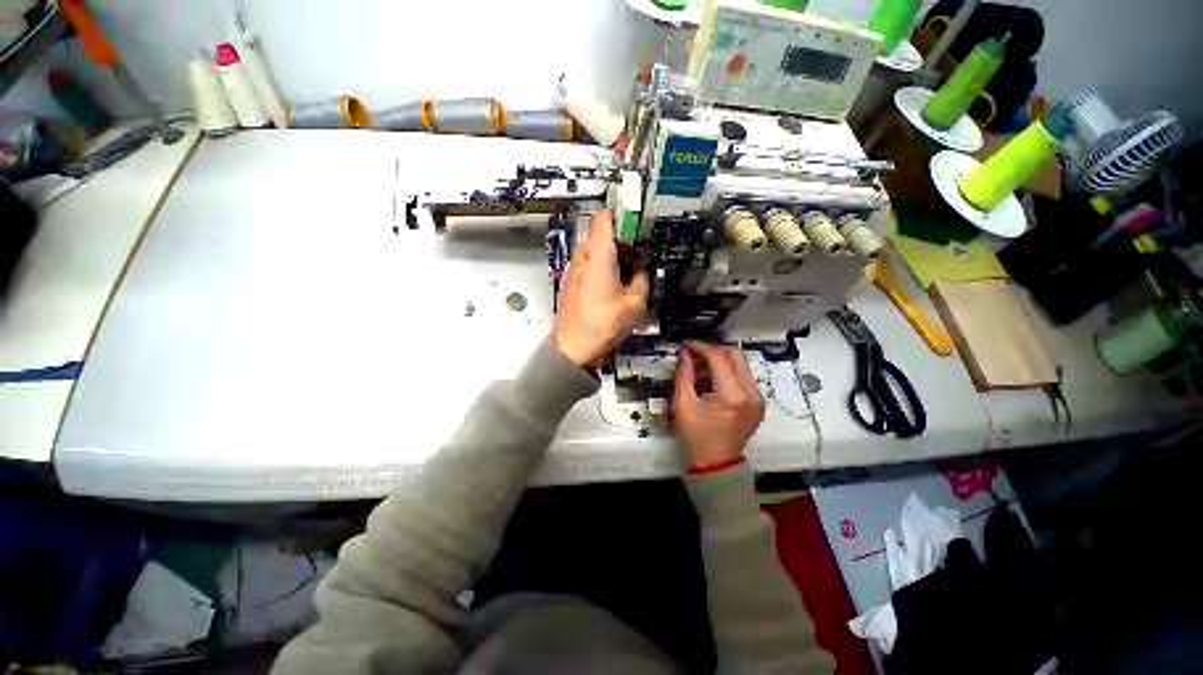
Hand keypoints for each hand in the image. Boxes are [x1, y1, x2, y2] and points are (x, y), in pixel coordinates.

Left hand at [552, 211, 648, 366]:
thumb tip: (640, 270)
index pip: (604, 218)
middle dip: (618, 241)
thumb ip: (642, 279)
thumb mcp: (635, 303)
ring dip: (608, 256)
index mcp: (598, 256)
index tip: (635, 225)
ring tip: (623, 274)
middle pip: (599, 235)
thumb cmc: (603, 324)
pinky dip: (597, 268)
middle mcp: (581, 257)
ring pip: (591, 250)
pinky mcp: (568, 282)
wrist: (573, 346)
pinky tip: (608, 287)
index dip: (620, 217)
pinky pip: (584, 265)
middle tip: (635, 256)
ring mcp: (572, 269)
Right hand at [672, 341, 764, 469]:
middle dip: (712, 350)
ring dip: (718, 361)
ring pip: (739, 364)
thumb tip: (684, 353)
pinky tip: (708, 380)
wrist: (716, 466)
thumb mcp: (683, 405)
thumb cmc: (696, 438)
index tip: (685, 344)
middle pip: (735, 355)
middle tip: (693, 354)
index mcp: (733, 395)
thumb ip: (683, 375)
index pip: (719, 358)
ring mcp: (758, 398)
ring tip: (698, 369)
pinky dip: (725, 372)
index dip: (701, 347)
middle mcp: (752, 393)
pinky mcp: (757, 402)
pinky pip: (741, 376)